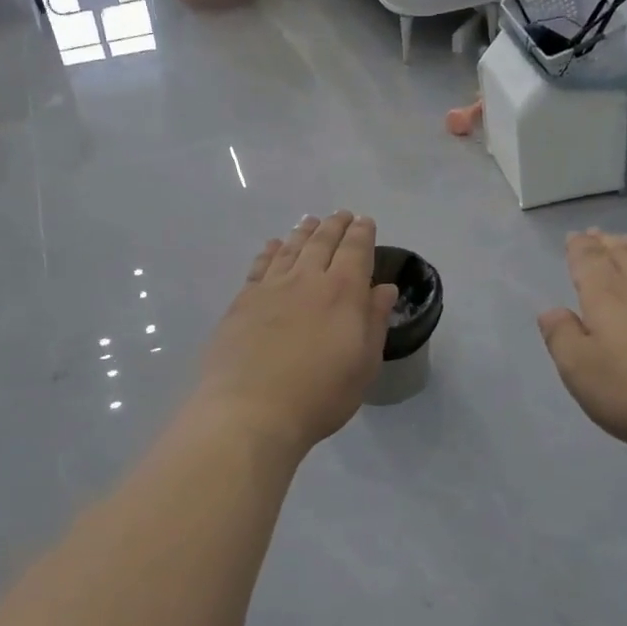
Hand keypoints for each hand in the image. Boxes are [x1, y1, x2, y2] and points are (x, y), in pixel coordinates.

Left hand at [194, 212, 398, 455]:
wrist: (251, 410)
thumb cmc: (320, 394)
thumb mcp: (364, 364)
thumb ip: (375, 321)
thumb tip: (384, 289)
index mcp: (343, 292)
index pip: (356, 250)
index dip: (362, 233)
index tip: (365, 222)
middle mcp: (307, 279)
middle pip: (322, 242)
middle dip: (334, 225)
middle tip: (341, 215)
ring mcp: (271, 288)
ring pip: (290, 248)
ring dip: (303, 232)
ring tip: (310, 222)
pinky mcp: (242, 302)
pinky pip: (260, 265)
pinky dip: (270, 251)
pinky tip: (273, 246)